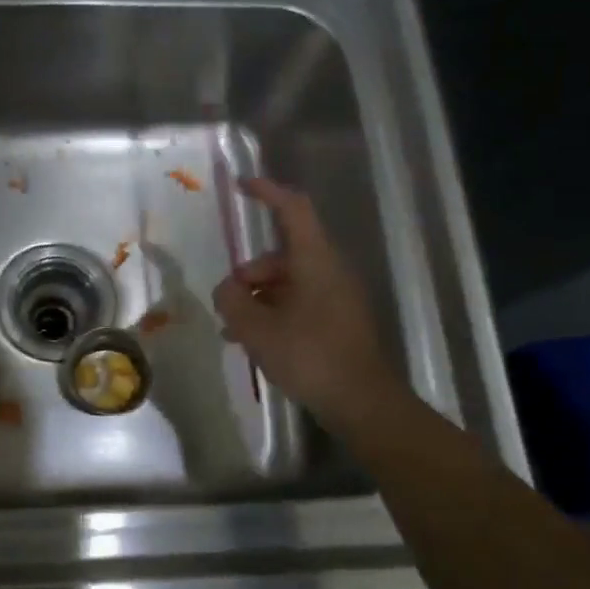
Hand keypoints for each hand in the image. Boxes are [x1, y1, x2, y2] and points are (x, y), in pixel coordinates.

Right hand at [211, 177, 401, 427]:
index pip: (292, 209)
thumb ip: (233, 301)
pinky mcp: (337, 322)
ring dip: (258, 298)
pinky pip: (298, 304)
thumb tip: (226, 290)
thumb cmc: (310, 356)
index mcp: (314, 261)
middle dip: (249, 272)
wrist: (363, 403)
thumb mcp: (257, 329)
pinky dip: (274, 313)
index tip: (241, 185)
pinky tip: (253, 342)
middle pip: (282, 254)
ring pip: (288, 283)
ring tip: (233, 329)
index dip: (267, 192)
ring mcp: (336, 297)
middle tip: (227, 301)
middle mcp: (329, 271)